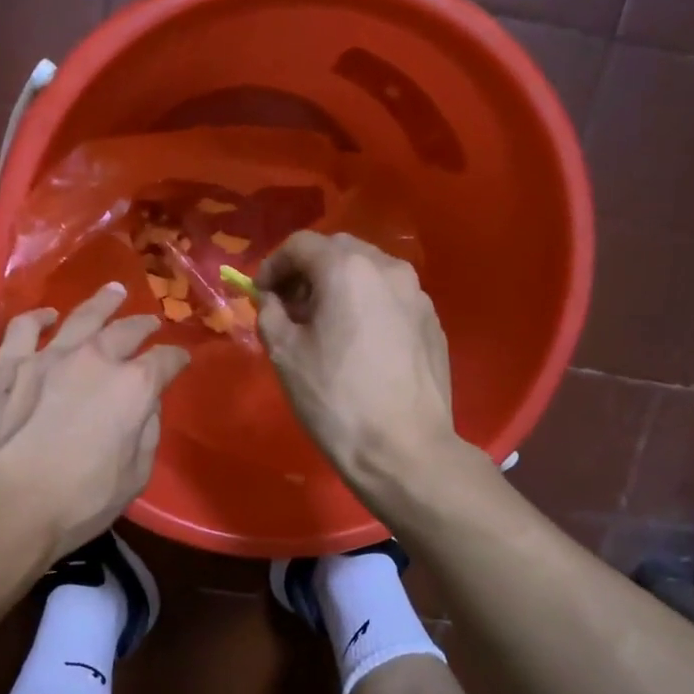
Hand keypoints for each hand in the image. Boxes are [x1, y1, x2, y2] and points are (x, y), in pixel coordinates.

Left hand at [0, 282, 189, 560]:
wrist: (4, 505)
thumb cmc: (79, 501)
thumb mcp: (134, 477)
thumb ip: (146, 433)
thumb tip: (146, 406)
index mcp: (133, 387)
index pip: (165, 362)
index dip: (176, 359)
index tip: (181, 360)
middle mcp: (94, 360)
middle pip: (126, 331)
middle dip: (143, 325)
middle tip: (151, 322)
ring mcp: (47, 357)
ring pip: (80, 317)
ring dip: (101, 303)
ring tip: (113, 291)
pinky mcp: (7, 366)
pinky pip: (23, 328)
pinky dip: (38, 318)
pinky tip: (46, 316)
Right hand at [256, 231, 458, 492]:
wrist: (404, 449)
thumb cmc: (336, 399)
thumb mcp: (284, 354)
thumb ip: (269, 312)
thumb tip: (271, 299)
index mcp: (348, 269)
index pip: (301, 244)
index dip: (273, 264)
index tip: (261, 295)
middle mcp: (389, 269)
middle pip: (339, 251)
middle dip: (307, 272)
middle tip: (290, 307)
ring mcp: (418, 295)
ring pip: (369, 273)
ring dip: (339, 287)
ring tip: (324, 326)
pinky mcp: (433, 323)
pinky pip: (391, 299)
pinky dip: (367, 306)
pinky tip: (358, 344)